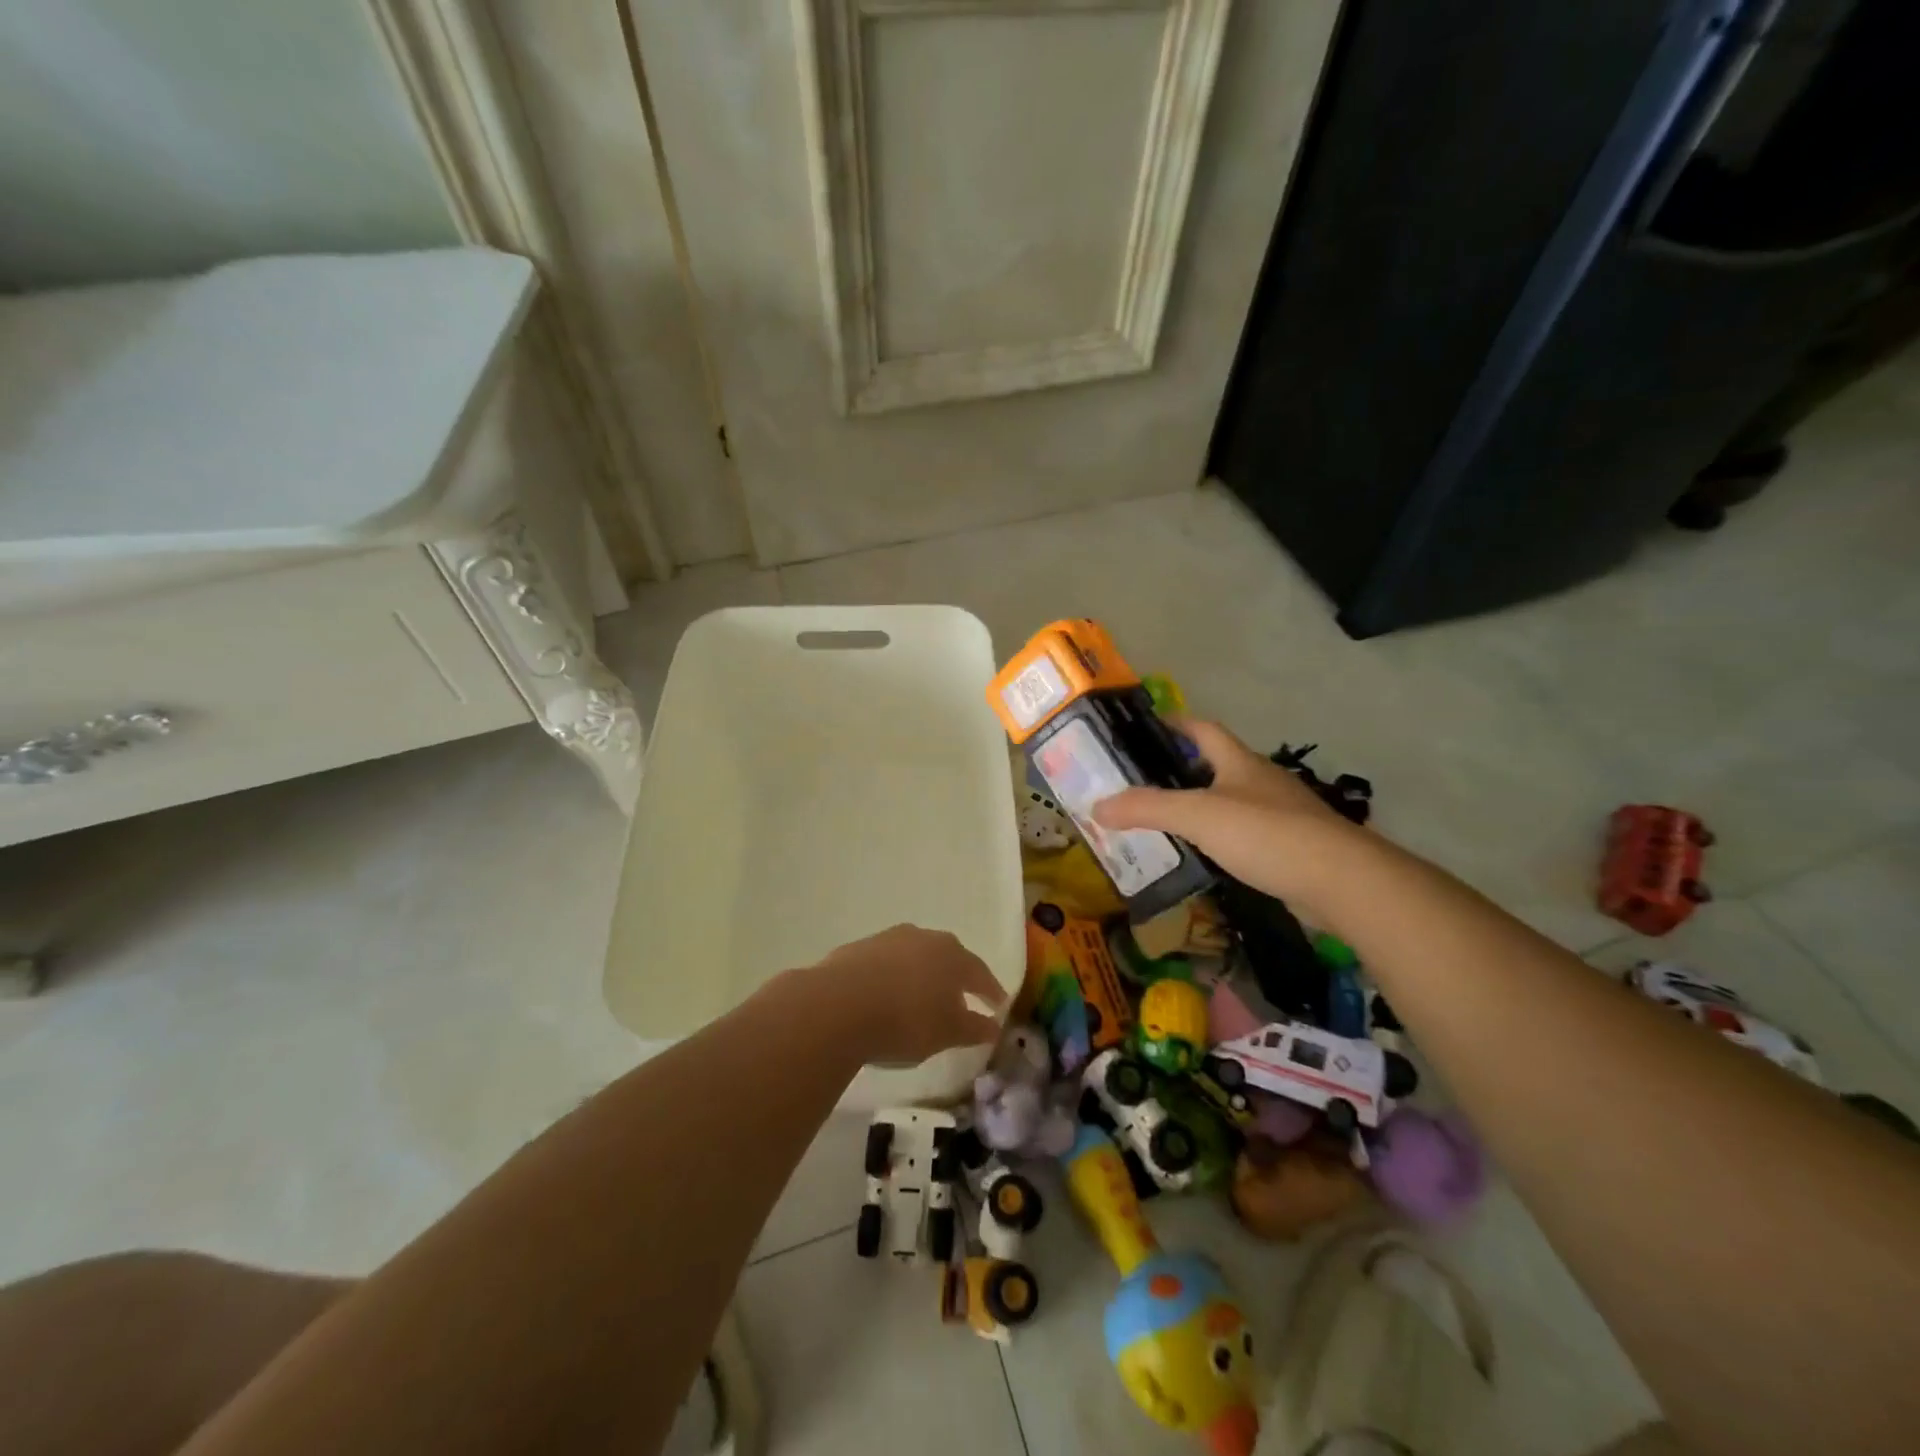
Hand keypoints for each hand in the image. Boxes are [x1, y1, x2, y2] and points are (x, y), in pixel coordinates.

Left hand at [806, 925, 1006, 1065]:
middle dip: (956, 978)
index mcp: (952, 955)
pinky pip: (885, 964)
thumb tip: (993, 1026)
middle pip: (948, 958)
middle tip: (961, 999)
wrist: (839, 1004)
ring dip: (922, 975)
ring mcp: (889, 939)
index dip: (990, 991)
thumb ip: (973, 1028)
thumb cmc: (906, 1020)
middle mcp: (924, 938)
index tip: (998, 1005)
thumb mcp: (947, 1033)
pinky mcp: (859, 948)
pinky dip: (892, 978)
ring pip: (915, 957)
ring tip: (921, 999)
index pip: (980, 972)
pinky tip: (886, 997)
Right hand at [1093, 717, 1359, 911]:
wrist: (1342, 880)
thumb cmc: (1266, 834)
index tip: (1145, 729)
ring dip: (1203, 804)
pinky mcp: (1292, 847)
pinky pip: (1248, 833)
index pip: (1203, 729)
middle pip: (1218, 763)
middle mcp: (1262, 781)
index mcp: (1240, 762)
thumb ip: (1147, 808)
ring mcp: (1281, 814)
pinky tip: (1206, 855)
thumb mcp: (1197, 815)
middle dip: (1183, 768)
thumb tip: (1097, 806)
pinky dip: (1222, 837)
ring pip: (1233, 800)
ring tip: (1167, 821)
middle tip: (1144, 783)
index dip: (1175, 724)